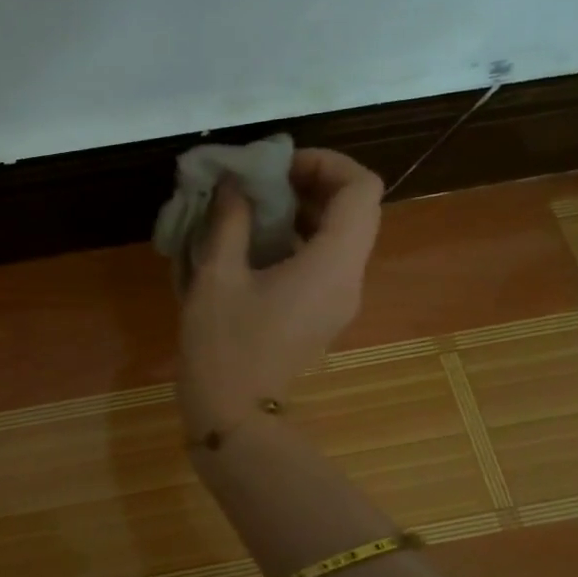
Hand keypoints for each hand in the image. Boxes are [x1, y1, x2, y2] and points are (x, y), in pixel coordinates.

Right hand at [177, 147, 383, 435]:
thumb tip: (233, 184)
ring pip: (342, 235)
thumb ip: (230, 221)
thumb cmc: (222, 344)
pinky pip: (325, 260)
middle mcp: (349, 277)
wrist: (232, 413)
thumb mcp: (216, 276)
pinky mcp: (323, 313)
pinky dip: (299, 239)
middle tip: (260, 182)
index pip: (361, 189)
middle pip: (356, 209)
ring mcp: (340, 299)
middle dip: (311, 184)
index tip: (277, 166)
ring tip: (253, 209)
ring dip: (304, 211)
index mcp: (332, 263)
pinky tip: (255, 245)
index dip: (325, 163)